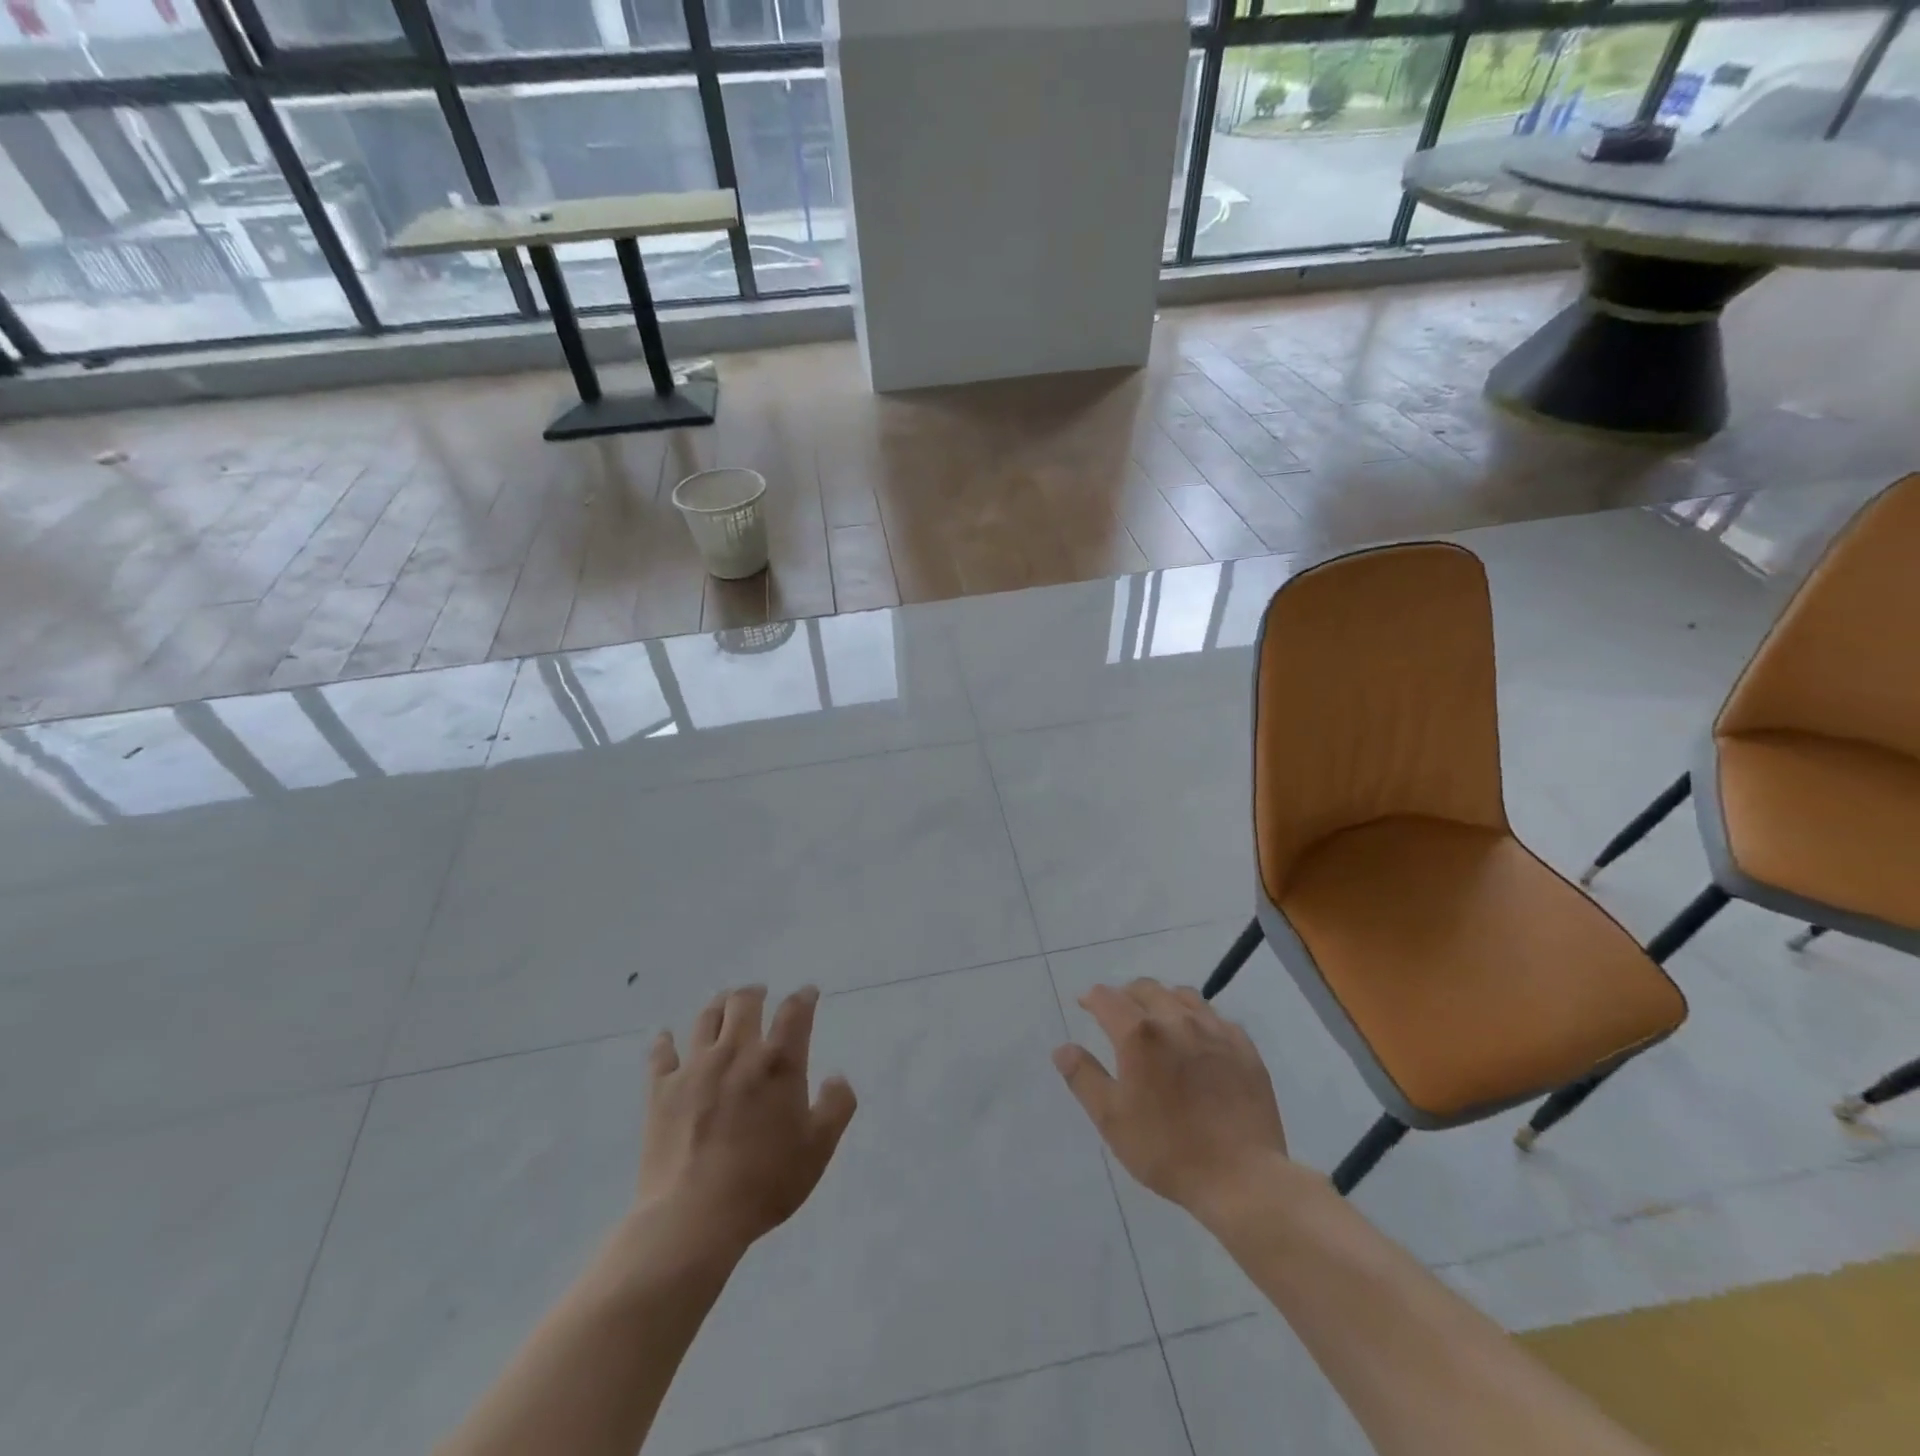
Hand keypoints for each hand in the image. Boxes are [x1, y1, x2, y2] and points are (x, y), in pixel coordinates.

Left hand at [636, 986, 856, 1257]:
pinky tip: (666, 1036)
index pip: (795, 1012)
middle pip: (744, 1002)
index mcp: (778, 1063)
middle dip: (755, 993)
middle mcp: (737, 1052)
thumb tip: (837, 1076)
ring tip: (723, 1003)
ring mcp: (695, 1068)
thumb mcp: (818, 1149)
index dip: (804, 997)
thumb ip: (837, 1106)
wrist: (694, 1217)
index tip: (808, 993)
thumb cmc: (765, 1182)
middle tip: (759, 993)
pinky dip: (665, 1041)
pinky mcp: (661, 1090)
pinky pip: (662, 1054)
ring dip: (718, 1005)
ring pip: (706, 1019)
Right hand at [1054, 979, 1287, 1216]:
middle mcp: (1176, 1020)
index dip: (1092, 998)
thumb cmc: (1167, 1150)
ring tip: (1158, 1021)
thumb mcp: (1111, 1119)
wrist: (1241, 1178)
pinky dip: (1198, 1018)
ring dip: (1163, 1000)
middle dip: (1126, 995)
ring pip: (1182, 995)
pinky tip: (1197, 1040)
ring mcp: (1214, 1030)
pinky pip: (1215, 1017)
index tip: (1085, 1005)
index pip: (1107, 998)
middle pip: (1145, 988)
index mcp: (1139, 1034)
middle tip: (1119, 1014)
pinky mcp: (1243, 1046)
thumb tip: (1062, 1048)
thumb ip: (1083, 1077)